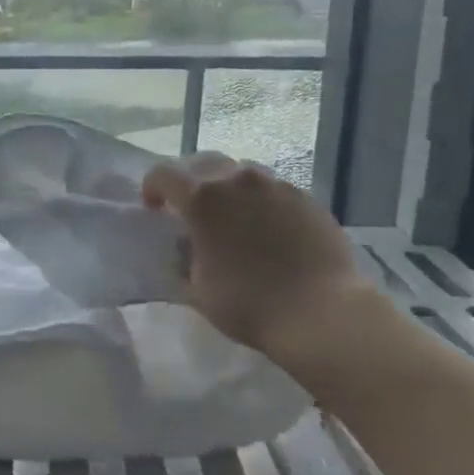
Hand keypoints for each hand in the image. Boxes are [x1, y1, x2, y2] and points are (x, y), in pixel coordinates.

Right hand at [142, 152, 385, 372]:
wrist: (321, 312)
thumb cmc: (248, 304)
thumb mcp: (196, 288)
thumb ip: (183, 258)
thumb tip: (185, 246)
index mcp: (202, 199)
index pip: (163, 174)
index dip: (152, 188)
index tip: (154, 210)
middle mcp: (237, 180)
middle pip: (201, 162)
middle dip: (188, 180)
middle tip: (189, 207)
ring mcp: (276, 185)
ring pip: (240, 171)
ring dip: (226, 186)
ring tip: (230, 214)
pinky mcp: (306, 198)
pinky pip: (272, 188)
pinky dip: (259, 199)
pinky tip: (265, 226)